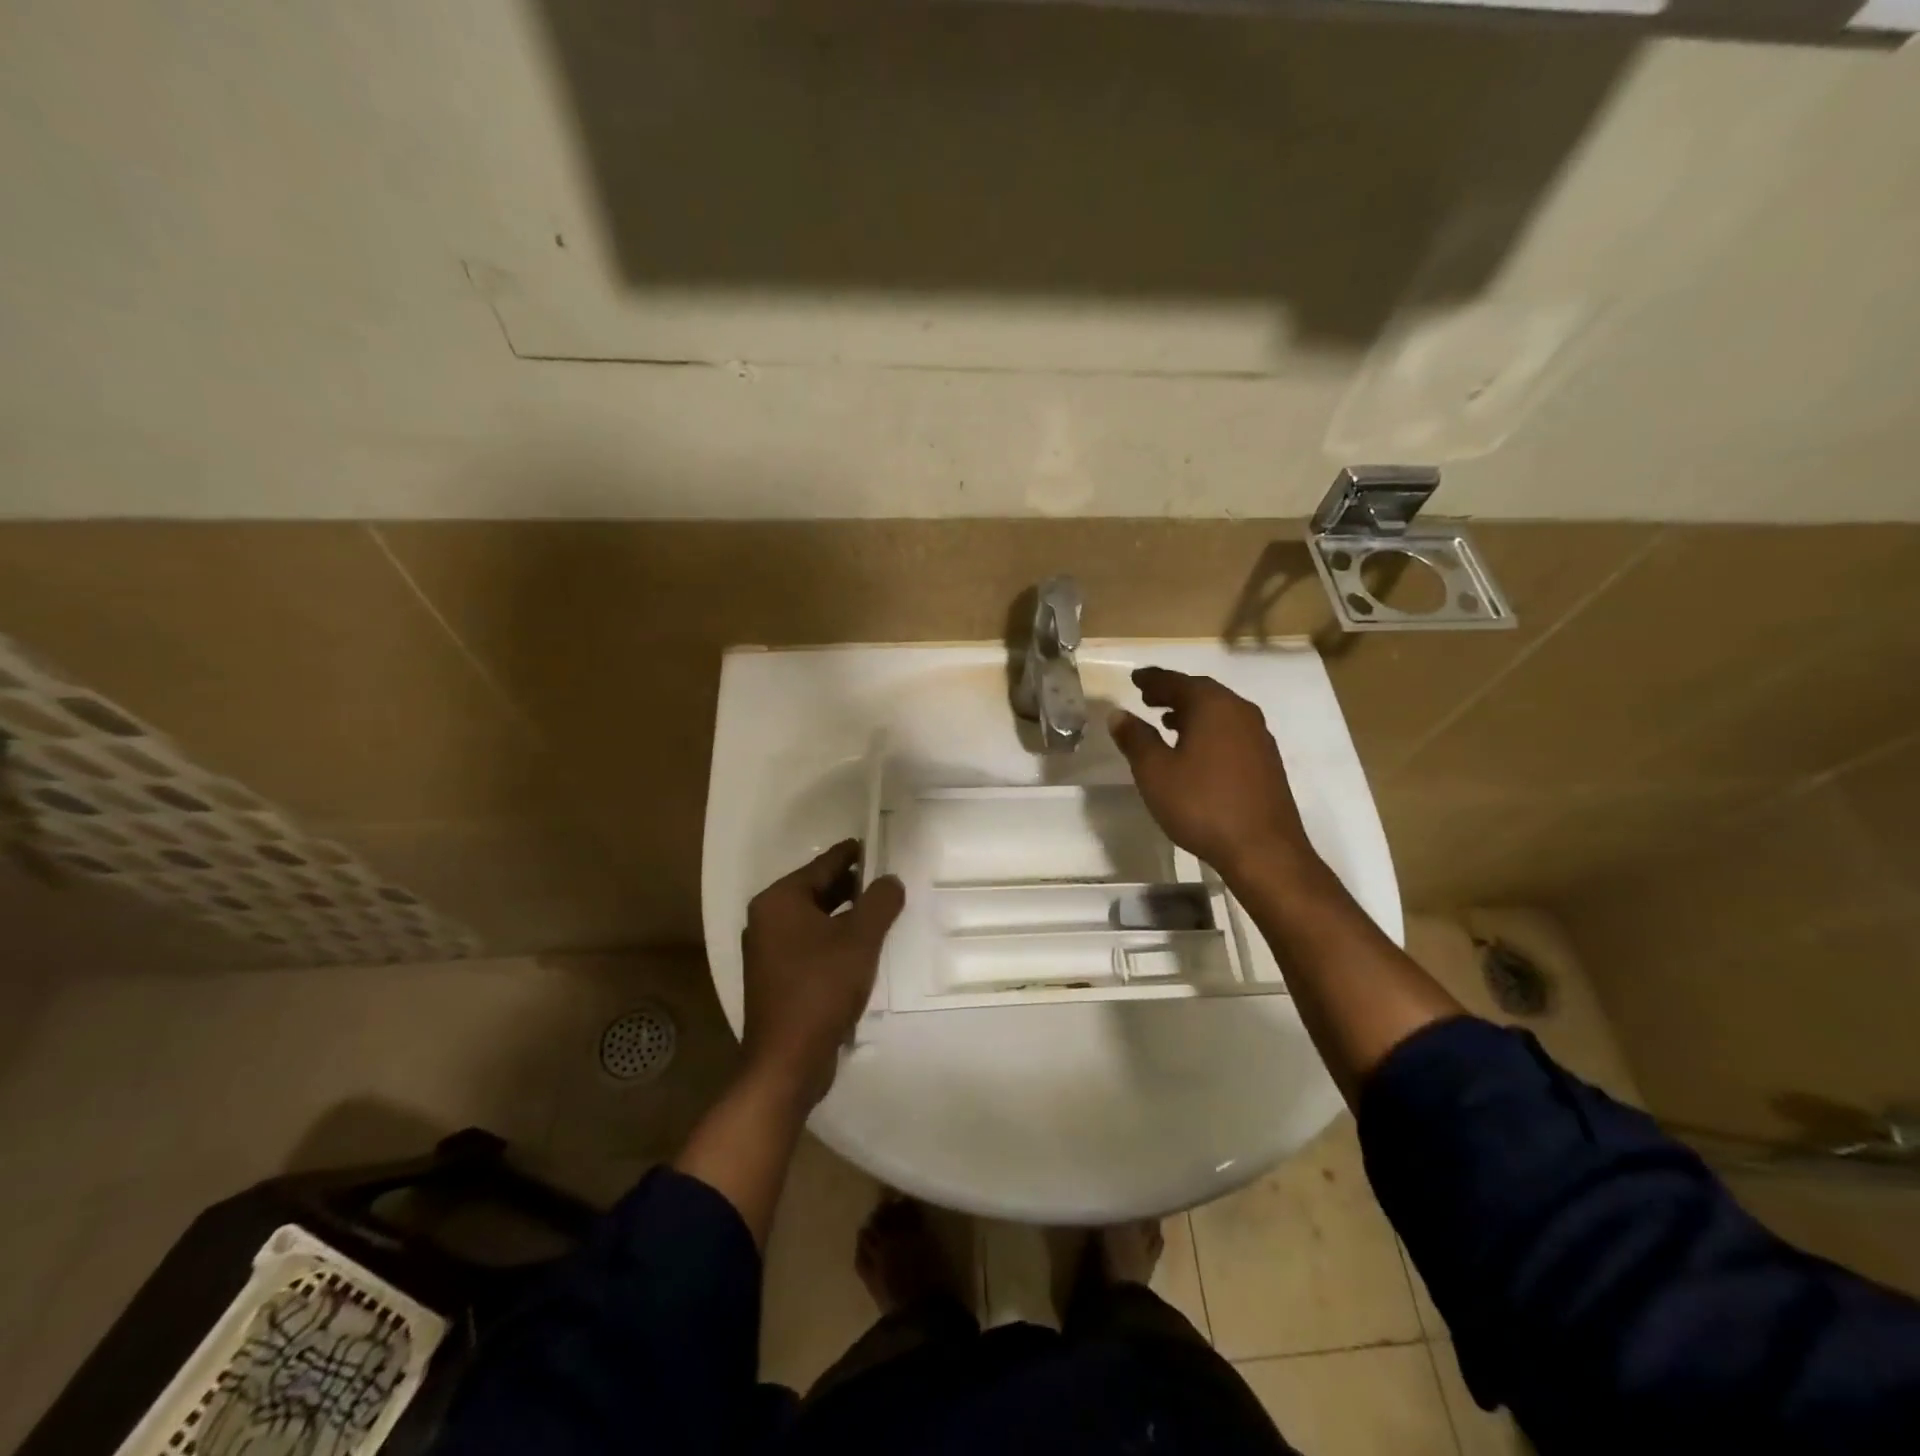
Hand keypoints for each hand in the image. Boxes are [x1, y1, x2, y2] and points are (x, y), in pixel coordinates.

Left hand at [740, 839, 904, 1105]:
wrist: (787, 1061)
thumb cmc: (821, 989)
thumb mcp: (860, 939)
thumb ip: (879, 902)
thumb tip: (890, 880)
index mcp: (779, 901)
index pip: (823, 865)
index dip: (854, 854)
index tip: (879, 845)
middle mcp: (767, 920)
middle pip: (818, 891)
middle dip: (853, 886)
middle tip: (889, 880)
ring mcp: (769, 951)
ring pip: (816, 920)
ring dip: (847, 915)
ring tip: (883, 911)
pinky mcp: (777, 978)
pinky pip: (812, 944)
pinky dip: (836, 939)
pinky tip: (863, 948)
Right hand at [1109, 666, 1318, 883]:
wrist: (1263, 850)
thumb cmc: (1202, 805)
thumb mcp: (1155, 772)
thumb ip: (1135, 739)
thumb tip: (1118, 714)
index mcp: (1213, 706)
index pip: (1176, 681)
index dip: (1152, 679)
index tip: (1135, 678)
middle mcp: (1240, 712)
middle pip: (1202, 692)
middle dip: (1173, 693)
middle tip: (1148, 697)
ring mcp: (1258, 737)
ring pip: (1218, 712)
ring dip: (1191, 713)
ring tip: (1166, 722)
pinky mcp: (1266, 761)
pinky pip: (1230, 731)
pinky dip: (1208, 730)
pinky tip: (1195, 750)